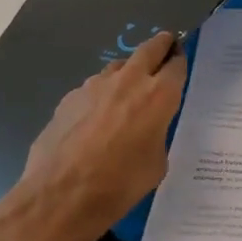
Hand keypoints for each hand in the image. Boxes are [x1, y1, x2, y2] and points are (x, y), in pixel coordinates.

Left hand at [0, 31, 188, 240]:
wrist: (61, 195)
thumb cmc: (119, 185)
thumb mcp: (156, 164)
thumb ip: (157, 135)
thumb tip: (148, 129)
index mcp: (159, 96)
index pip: (176, 64)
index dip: (180, 61)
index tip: (180, 62)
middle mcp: (129, 80)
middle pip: (150, 48)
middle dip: (161, 45)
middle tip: (166, 47)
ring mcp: (95, 85)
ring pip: (119, 66)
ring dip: (128, 72)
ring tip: (127, 91)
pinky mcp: (70, 96)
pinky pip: (93, 88)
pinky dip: (101, 95)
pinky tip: (95, 119)